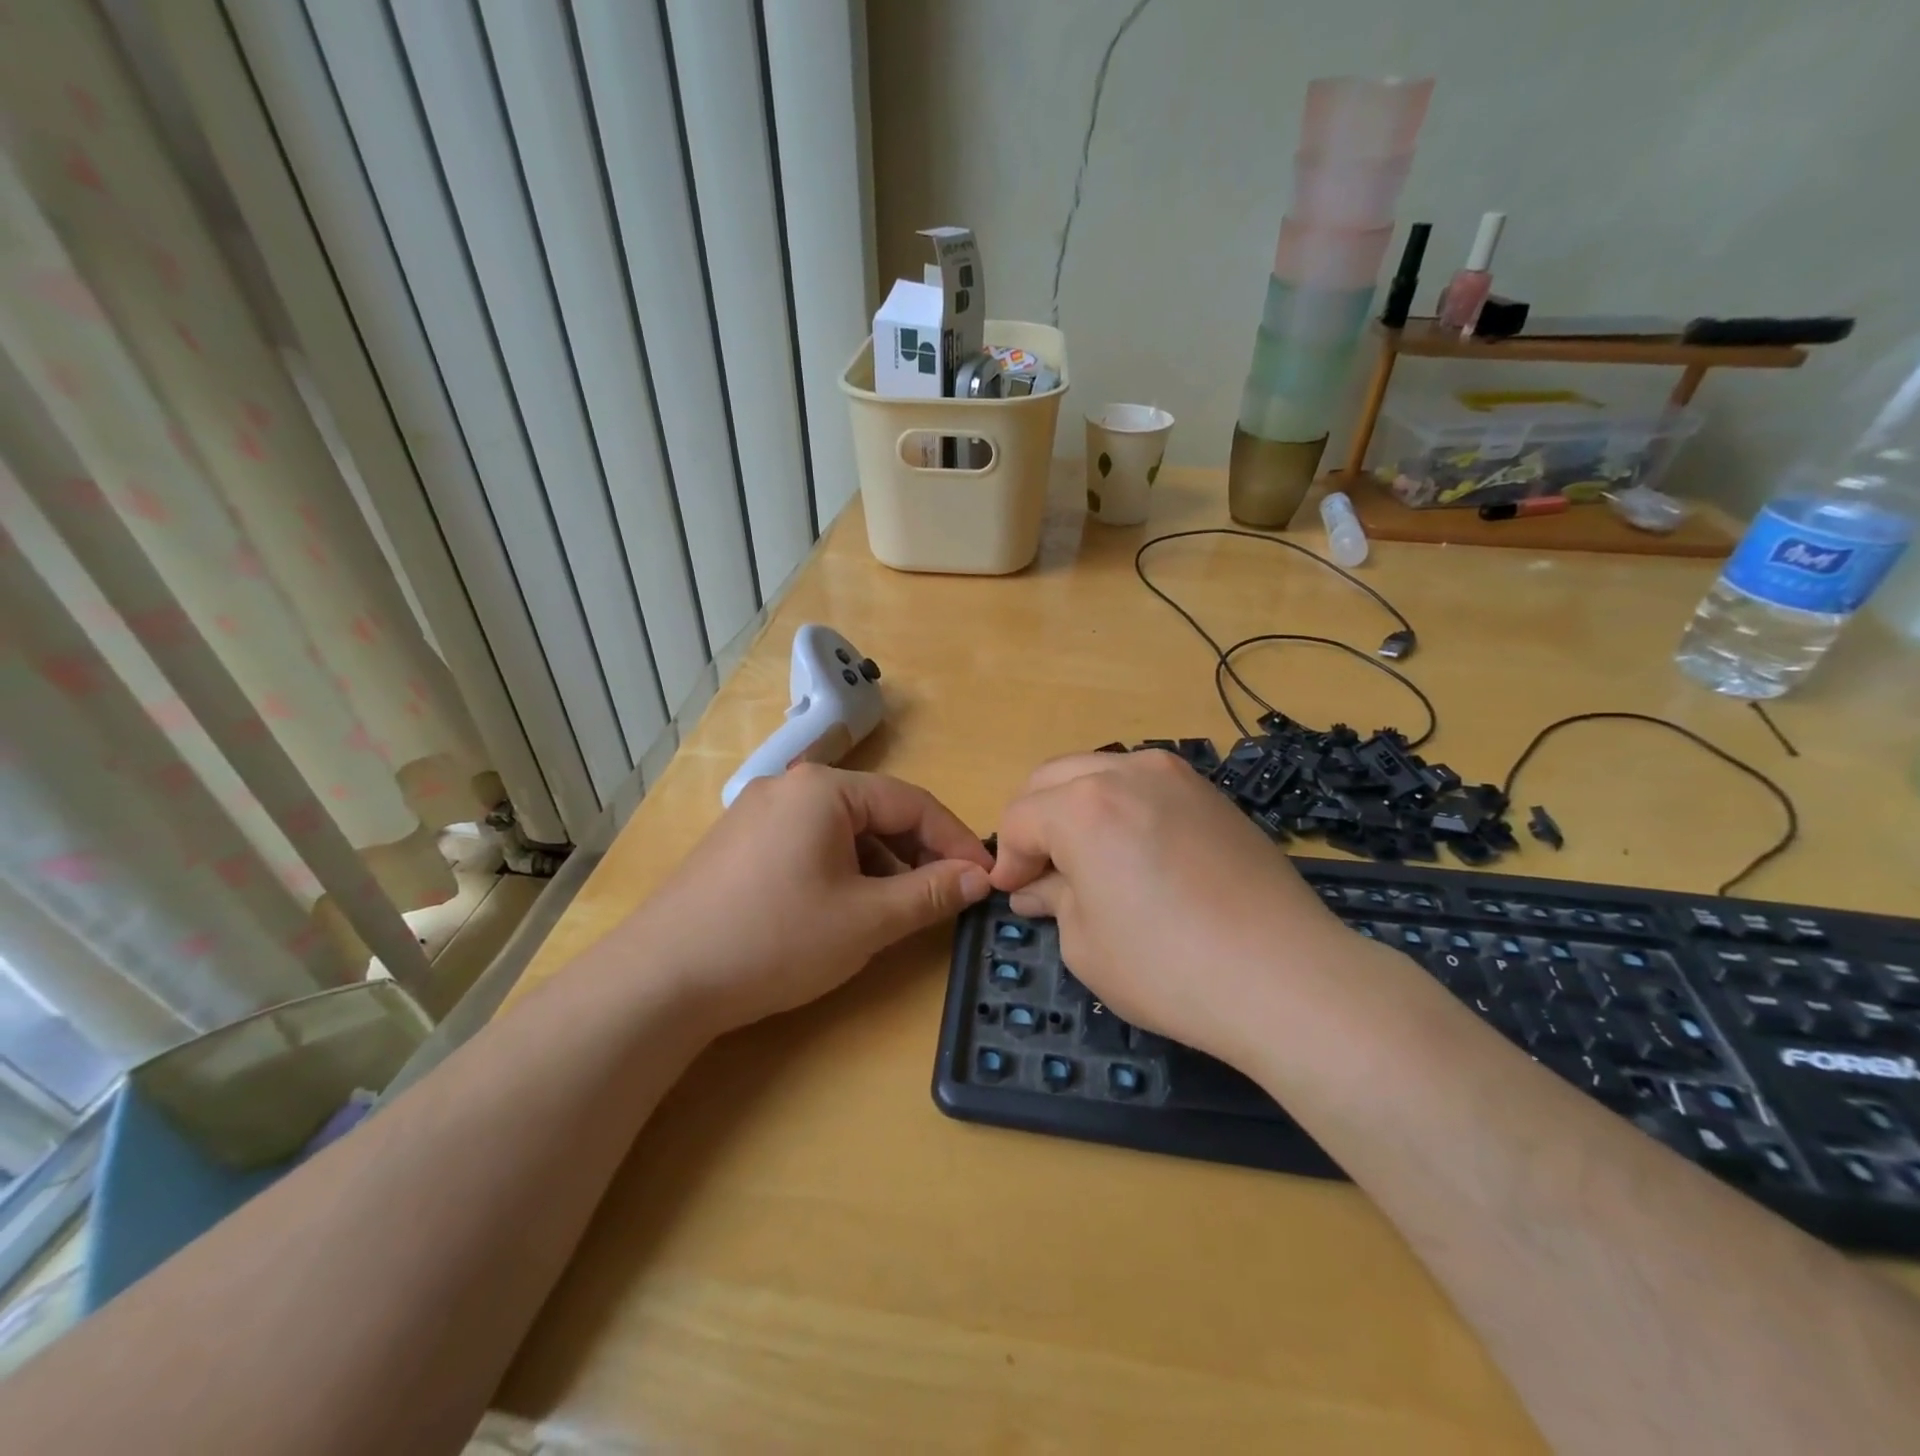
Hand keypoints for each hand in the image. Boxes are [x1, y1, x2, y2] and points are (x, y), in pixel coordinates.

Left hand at [632, 765, 993, 1034]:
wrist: (660, 981)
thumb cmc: (775, 940)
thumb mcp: (867, 920)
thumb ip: (929, 893)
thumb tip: (978, 878)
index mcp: (824, 788)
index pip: (912, 802)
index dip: (955, 840)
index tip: (985, 878)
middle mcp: (790, 787)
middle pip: (876, 811)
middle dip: (917, 853)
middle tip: (945, 895)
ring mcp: (758, 813)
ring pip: (843, 830)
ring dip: (881, 865)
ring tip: (897, 909)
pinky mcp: (739, 844)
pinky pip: (810, 844)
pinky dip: (843, 870)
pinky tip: (845, 909)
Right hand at [989, 750, 1357, 1070]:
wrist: (1287, 977)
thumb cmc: (1168, 968)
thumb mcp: (1086, 944)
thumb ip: (1053, 899)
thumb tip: (1034, 887)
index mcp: (1083, 805)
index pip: (1020, 817)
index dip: (1007, 857)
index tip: (1012, 891)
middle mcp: (1126, 772)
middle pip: (1052, 778)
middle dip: (1035, 821)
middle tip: (1040, 871)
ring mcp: (1176, 776)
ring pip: (1099, 772)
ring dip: (1076, 806)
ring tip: (1086, 857)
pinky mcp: (1211, 793)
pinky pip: (1144, 784)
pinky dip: (1120, 805)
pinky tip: (1135, 851)